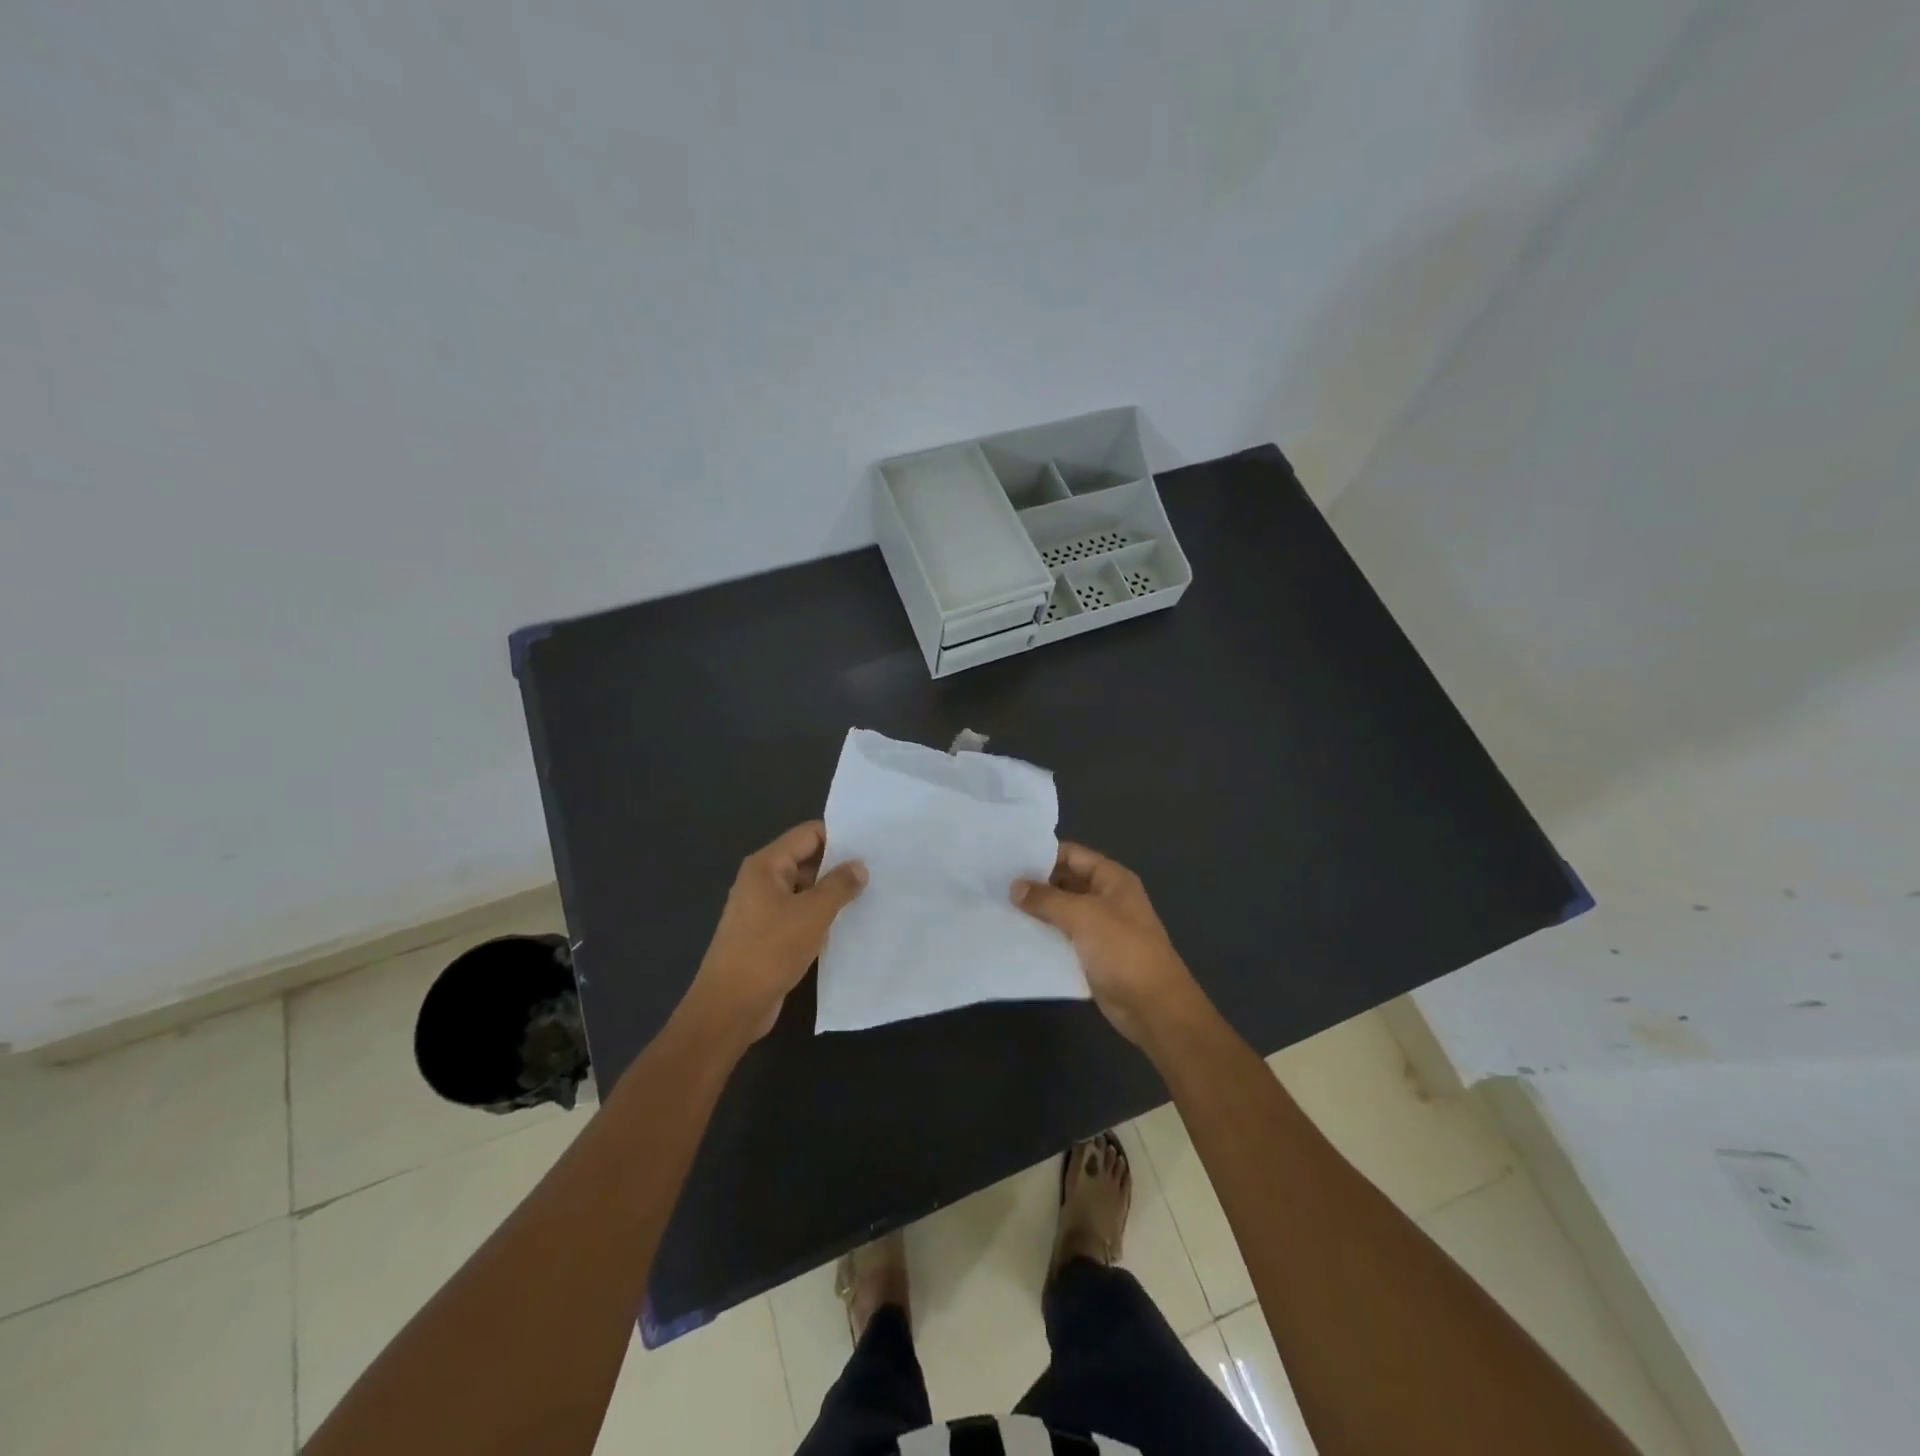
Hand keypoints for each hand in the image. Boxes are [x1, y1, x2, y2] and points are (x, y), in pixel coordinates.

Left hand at [685, 822, 866, 1046]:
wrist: (730, 1007)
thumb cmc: (769, 951)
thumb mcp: (812, 914)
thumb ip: (839, 885)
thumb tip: (859, 866)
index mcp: (766, 865)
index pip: (808, 834)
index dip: (840, 837)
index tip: (871, 847)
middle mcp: (761, 881)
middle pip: (806, 860)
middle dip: (839, 866)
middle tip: (877, 872)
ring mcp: (762, 909)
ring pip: (804, 890)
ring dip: (831, 894)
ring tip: (868, 897)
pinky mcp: (767, 935)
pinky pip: (799, 915)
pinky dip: (820, 917)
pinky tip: (846, 926)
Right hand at [1012, 842, 1200, 1047]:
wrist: (1153, 1006)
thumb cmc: (1122, 950)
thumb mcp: (1083, 915)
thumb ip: (1047, 899)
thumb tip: (1015, 886)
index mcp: (1112, 879)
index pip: (1072, 855)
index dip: (1042, 855)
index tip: (1008, 860)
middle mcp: (1107, 898)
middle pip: (1066, 882)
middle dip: (1035, 884)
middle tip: (997, 885)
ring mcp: (1101, 928)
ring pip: (1062, 912)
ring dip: (1037, 912)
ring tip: (999, 908)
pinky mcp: (1093, 955)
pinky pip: (1064, 939)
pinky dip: (1044, 937)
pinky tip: (1016, 937)